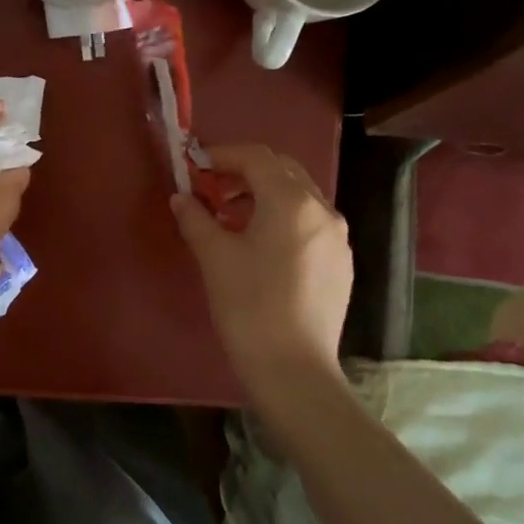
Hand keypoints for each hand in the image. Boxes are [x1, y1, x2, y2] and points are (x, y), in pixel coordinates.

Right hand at [171, 145, 351, 398]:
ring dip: (263, 193)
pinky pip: (310, 222)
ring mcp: (337, 236)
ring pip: (298, 195)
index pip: (256, 157)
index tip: (195, 165)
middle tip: (211, 189)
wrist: (294, 369)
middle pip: (282, 170)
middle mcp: (322, 209)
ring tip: (231, 217)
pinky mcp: (341, 261)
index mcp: (291, 201)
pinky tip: (260, 244)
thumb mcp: (214, 257)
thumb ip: (195, 218)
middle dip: (244, 171)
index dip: (222, 155)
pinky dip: (283, 217)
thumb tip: (181, 198)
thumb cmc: (249, 306)